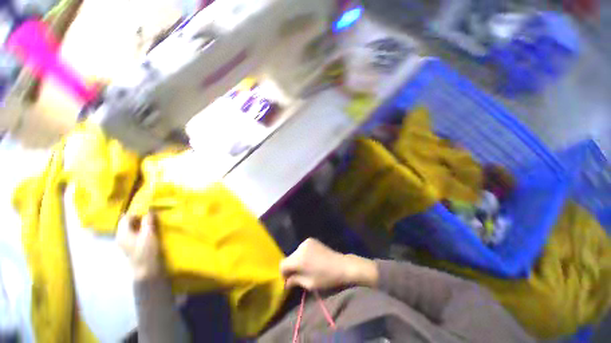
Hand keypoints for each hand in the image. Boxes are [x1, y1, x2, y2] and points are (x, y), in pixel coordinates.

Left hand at [117, 212, 163, 279]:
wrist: (145, 270)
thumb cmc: (146, 251)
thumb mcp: (149, 234)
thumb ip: (148, 221)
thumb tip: (149, 210)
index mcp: (122, 233)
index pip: (126, 217)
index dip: (136, 212)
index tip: (148, 210)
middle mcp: (120, 236)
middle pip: (126, 223)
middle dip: (137, 217)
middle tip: (150, 215)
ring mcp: (123, 243)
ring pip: (129, 228)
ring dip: (138, 224)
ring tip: (150, 222)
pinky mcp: (129, 247)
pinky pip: (132, 234)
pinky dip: (138, 230)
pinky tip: (147, 231)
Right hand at [280, 238, 377, 290]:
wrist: (341, 265)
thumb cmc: (326, 278)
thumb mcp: (309, 284)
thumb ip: (294, 281)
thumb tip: (285, 282)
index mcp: (299, 259)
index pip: (282, 264)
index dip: (283, 273)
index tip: (289, 280)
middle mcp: (300, 247)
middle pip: (289, 258)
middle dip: (291, 267)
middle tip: (298, 276)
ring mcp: (306, 242)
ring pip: (295, 253)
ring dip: (297, 261)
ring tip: (306, 268)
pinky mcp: (311, 240)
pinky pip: (301, 249)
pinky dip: (302, 255)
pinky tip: (311, 260)